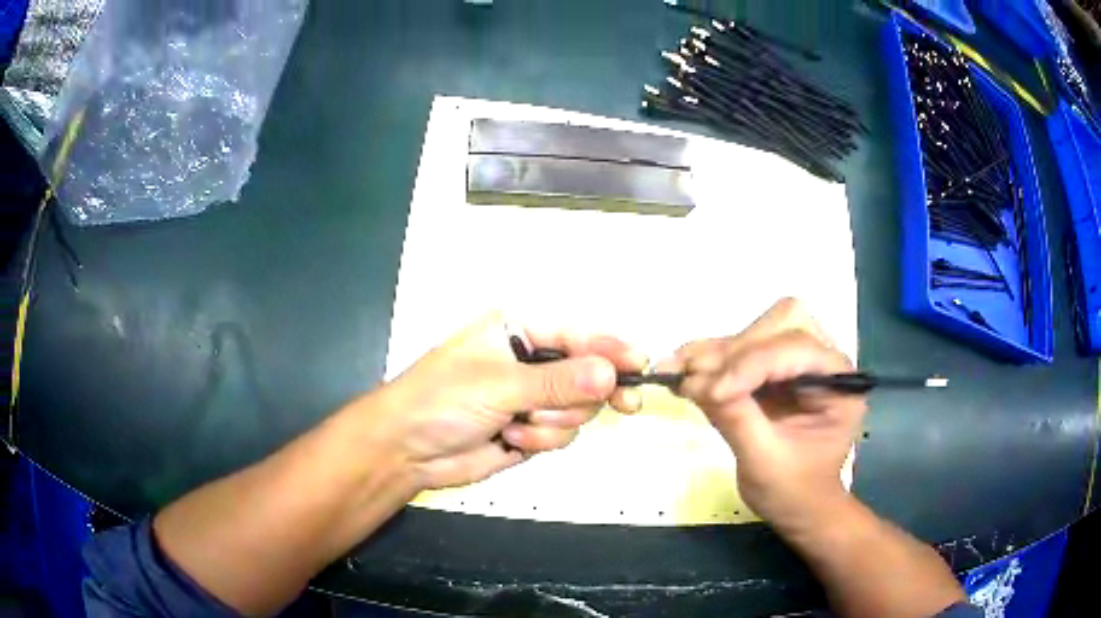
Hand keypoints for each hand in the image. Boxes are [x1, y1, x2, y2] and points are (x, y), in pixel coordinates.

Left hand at [364, 313, 647, 490]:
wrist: (405, 449)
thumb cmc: (441, 399)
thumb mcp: (498, 385)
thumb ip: (557, 382)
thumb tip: (610, 373)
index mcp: (517, 332)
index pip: (577, 335)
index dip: (611, 349)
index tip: (641, 365)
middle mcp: (529, 362)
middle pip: (586, 375)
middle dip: (583, 396)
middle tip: (624, 405)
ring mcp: (530, 398)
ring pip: (577, 410)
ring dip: (553, 424)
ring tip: (517, 425)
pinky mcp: (529, 431)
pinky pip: (560, 435)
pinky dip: (540, 442)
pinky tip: (510, 440)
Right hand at [660, 298, 865, 528]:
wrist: (799, 507)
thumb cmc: (793, 492)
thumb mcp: (765, 463)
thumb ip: (736, 419)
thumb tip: (693, 382)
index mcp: (840, 384)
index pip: (796, 350)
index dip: (751, 366)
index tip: (710, 393)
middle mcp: (824, 362)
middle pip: (783, 323)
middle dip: (738, 350)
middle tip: (695, 377)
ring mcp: (800, 362)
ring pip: (759, 329)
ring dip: (719, 351)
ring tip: (677, 371)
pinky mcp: (776, 369)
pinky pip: (743, 349)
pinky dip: (711, 359)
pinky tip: (681, 371)